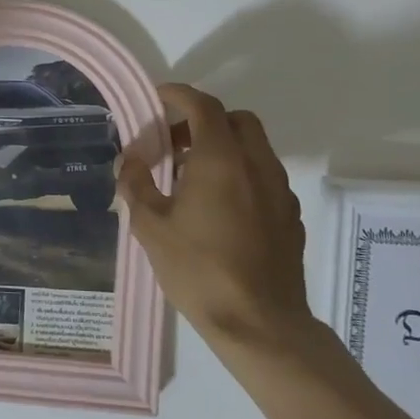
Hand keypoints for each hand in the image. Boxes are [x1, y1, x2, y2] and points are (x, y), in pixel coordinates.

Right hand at [116, 85, 311, 353]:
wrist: (260, 324)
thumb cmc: (198, 270)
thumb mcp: (151, 227)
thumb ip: (137, 185)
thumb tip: (130, 159)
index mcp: (221, 160)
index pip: (203, 106)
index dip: (178, 94)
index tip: (157, 97)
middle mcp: (257, 165)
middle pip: (236, 120)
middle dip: (203, 120)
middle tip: (173, 142)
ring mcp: (279, 191)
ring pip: (254, 148)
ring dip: (223, 147)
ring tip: (191, 178)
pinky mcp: (290, 216)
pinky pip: (264, 176)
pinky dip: (240, 174)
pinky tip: (219, 207)